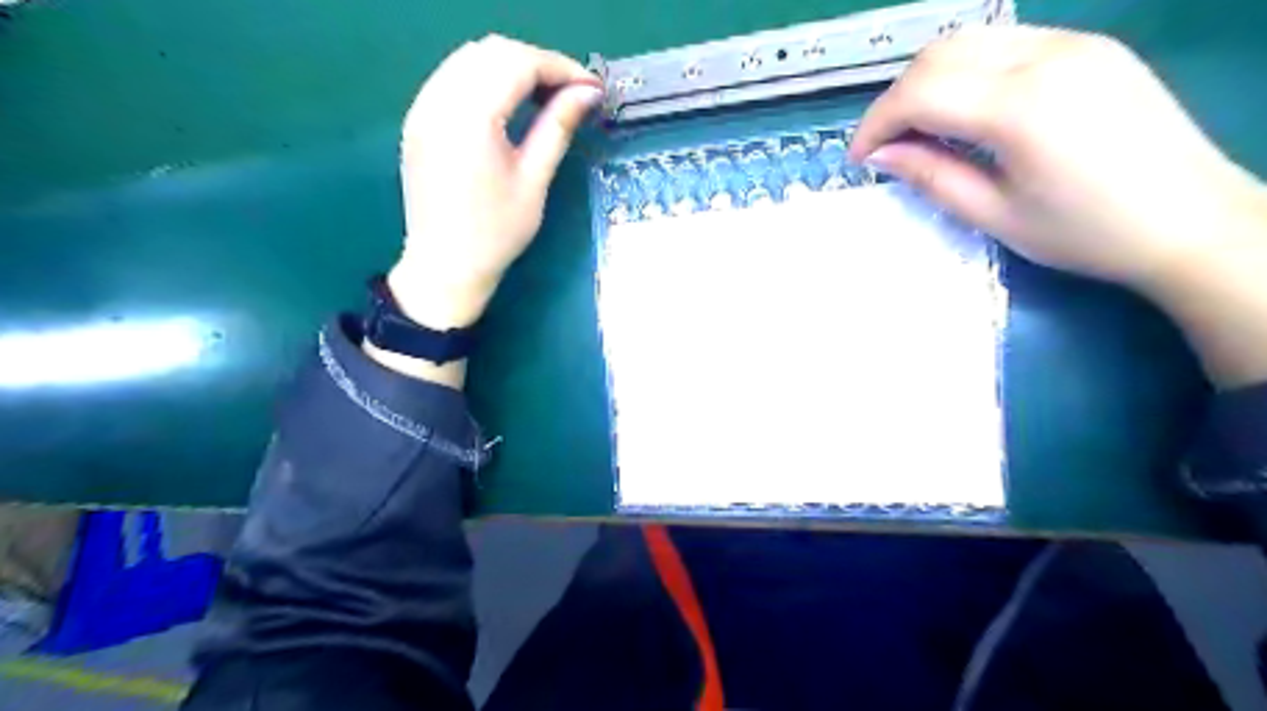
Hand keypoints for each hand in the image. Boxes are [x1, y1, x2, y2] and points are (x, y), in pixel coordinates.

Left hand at [389, 34, 600, 328]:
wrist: (445, 266)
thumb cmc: (496, 233)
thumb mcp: (534, 180)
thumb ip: (557, 127)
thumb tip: (588, 93)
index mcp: (470, 118)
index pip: (518, 64)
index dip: (560, 68)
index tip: (590, 88)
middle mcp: (439, 101)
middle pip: (492, 51)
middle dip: (537, 63)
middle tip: (570, 93)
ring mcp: (422, 108)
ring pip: (469, 58)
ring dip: (510, 66)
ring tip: (543, 97)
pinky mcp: (417, 120)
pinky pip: (452, 77)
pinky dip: (484, 78)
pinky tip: (506, 104)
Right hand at [850, 24, 1266, 292]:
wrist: (1190, 220)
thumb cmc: (1085, 232)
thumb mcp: (994, 214)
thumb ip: (931, 175)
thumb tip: (881, 155)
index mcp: (1021, 106)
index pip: (920, 92)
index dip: (876, 123)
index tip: (859, 158)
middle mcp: (1047, 55)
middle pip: (939, 53)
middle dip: (897, 98)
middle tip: (886, 146)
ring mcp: (1073, 43)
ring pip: (969, 40)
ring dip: (928, 81)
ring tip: (919, 130)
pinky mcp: (1088, 46)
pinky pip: (1005, 43)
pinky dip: (966, 72)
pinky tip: (965, 112)